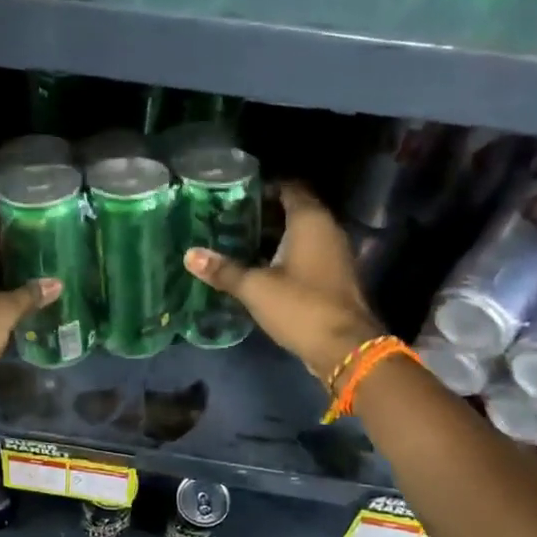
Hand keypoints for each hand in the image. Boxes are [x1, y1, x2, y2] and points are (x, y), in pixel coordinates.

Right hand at [183, 181, 382, 382]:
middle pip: (295, 209)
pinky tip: (262, 265)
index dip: (264, 187)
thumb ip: (223, 270)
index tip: (236, 194)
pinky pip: (308, 253)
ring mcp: (335, 253)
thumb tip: (190, 255)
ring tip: (240, 239)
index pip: (289, 187)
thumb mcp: (255, 288)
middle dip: (265, 212)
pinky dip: (287, 253)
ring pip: (302, 233)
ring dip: (275, 235)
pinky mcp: (334, 276)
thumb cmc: (300, 306)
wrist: (346, 348)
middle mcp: (327, 229)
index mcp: (310, 220)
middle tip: (231, 217)